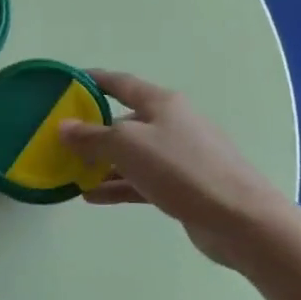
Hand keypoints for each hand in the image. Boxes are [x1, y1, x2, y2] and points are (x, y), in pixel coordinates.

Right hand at [58, 71, 287, 271]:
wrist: (239, 219)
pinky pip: (142, 181)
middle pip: (125, 121)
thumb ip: (92, 137)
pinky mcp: (183, 186)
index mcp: (161, 103)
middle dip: (93, 131)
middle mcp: (171, 124)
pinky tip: (93, 197)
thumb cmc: (182, 169)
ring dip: (102, 163)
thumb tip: (63, 127)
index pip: (121, 83)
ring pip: (132, 155)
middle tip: (61, 141)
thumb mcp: (128, 146)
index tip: (67, 83)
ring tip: (70, 174)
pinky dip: (118, 186)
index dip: (93, 81)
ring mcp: (179, 156)